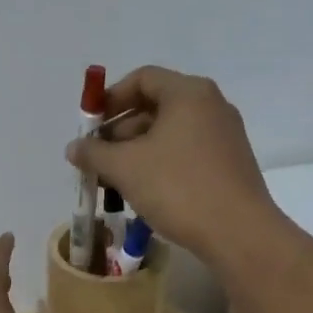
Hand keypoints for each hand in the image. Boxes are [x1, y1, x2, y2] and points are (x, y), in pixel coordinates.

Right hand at [66, 66, 282, 267]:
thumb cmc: (178, 188)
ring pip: (170, 133)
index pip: (142, 79)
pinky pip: (186, 152)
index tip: (90, 126)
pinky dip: (160, 164)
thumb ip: (94, 153)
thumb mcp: (125, 168)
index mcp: (188, 93)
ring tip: (114, 182)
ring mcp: (224, 136)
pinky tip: (143, 192)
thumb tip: (74, 147)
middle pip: (155, 106)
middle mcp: (211, 106)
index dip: (110, 98)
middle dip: (120, 131)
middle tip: (98, 159)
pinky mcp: (230, 164)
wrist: (239, 233)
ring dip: (137, 152)